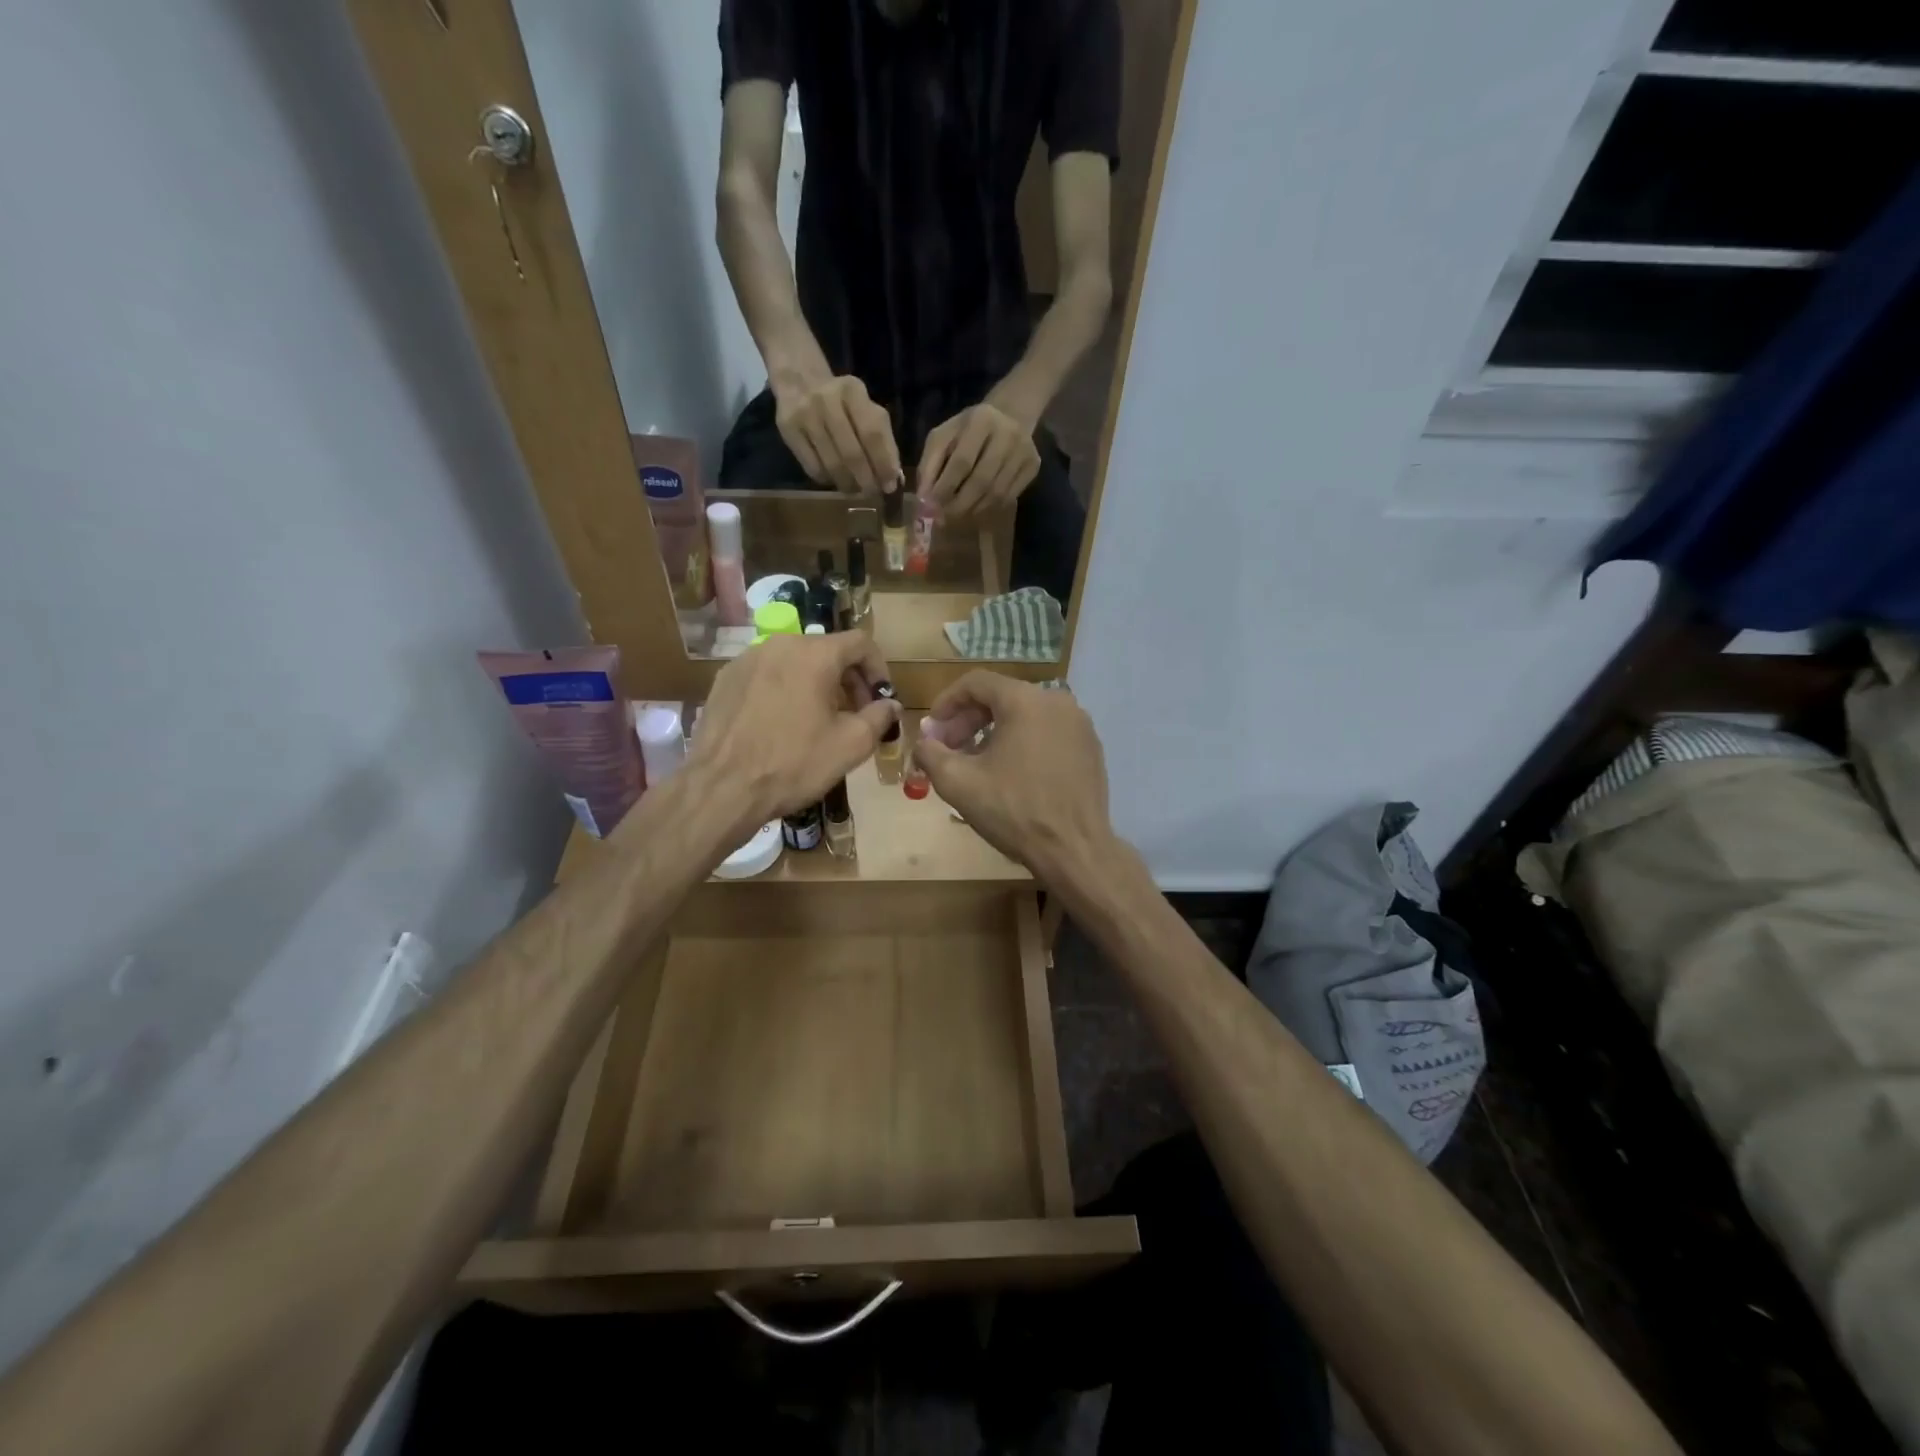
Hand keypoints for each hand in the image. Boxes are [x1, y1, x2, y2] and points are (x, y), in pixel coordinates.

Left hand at [689, 631, 898, 832]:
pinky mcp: (725, 679)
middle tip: (856, 714)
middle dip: (849, 679)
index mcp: (814, 654)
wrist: (721, 788)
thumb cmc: (793, 764)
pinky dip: (785, 690)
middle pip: (827, 650)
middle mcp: (779, 645)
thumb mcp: (851, 745)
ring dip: (817, 684)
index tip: (881, 699)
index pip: (861, 643)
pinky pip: (767, 675)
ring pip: (795, 662)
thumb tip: (890, 705)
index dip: (879, 669)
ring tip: (820, 720)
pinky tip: (783, 724)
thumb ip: (879, 717)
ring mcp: (747, 660)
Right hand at [774, 374, 901, 494]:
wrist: (800, 383)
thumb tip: (893, 478)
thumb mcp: (867, 409)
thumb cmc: (843, 403)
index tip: (890, 485)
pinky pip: (812, 467)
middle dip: (866, 480)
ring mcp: (805, 415)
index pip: (873, 434)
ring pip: (831, 464)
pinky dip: (828, 480)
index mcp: (853, 391)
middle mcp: (827, 400)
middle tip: (873, 493)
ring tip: (855, 489)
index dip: (883, 464)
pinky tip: (835, 479)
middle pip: (851, 453)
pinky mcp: (788, 430)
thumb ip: (883, 440)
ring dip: (848, 484)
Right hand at [912, 671, 1115, 883]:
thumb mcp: (958, 782)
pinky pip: (1049, 732)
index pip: (976, 682)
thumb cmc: (1014, 811)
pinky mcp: (1091, 747)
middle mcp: (1057, 701)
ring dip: (996, 732)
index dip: (947, 702)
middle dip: (969, 720)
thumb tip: (924, 742)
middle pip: (1002, 697)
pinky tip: (1013, 773)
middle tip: (950, 749)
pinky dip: (1025, 742)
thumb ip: (931, 753)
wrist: (1074, 849)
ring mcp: (1079, 724)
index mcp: (1025, 700)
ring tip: (978, 763)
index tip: (932, 728)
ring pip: (1026, 715)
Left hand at [917, 401, 1040, 520]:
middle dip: (959, 504)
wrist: (1009, 416)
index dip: (945, 487)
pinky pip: (1009, 497)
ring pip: (996, 494)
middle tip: (943, 519)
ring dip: (973, 510)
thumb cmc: (967, 429)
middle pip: (982, 481)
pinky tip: (976, 508)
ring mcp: (1024, 452)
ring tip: (957, 515)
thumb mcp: (943, 437)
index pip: (962, 461)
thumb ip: (929, 465)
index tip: (931, 507)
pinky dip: (989, 508)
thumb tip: (924, 498)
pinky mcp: (1033, 466)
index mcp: (981, 420)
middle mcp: (1007, 435)